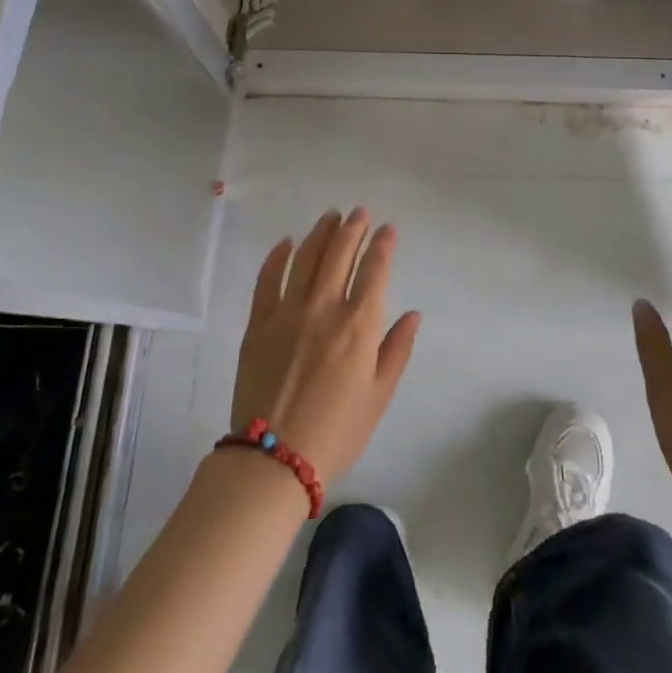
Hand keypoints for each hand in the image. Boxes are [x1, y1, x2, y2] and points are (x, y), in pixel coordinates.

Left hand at [229, 207, 421, 485]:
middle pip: (340, 253)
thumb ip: (397, 350)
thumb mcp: (379, 396)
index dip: (383, 244)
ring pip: (306, 257)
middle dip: (353, 228)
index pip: (375, 269)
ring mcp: (288, 312)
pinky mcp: (258, 323)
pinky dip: (277, 256)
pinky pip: (267, 279)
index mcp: (359, 325)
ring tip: (330, 217)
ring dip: (321, 233)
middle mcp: (325, 307)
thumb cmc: (336, 432)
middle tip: (359, 212)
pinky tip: (286, 242)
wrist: (273, 460)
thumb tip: (413, 313)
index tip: (387, 228)